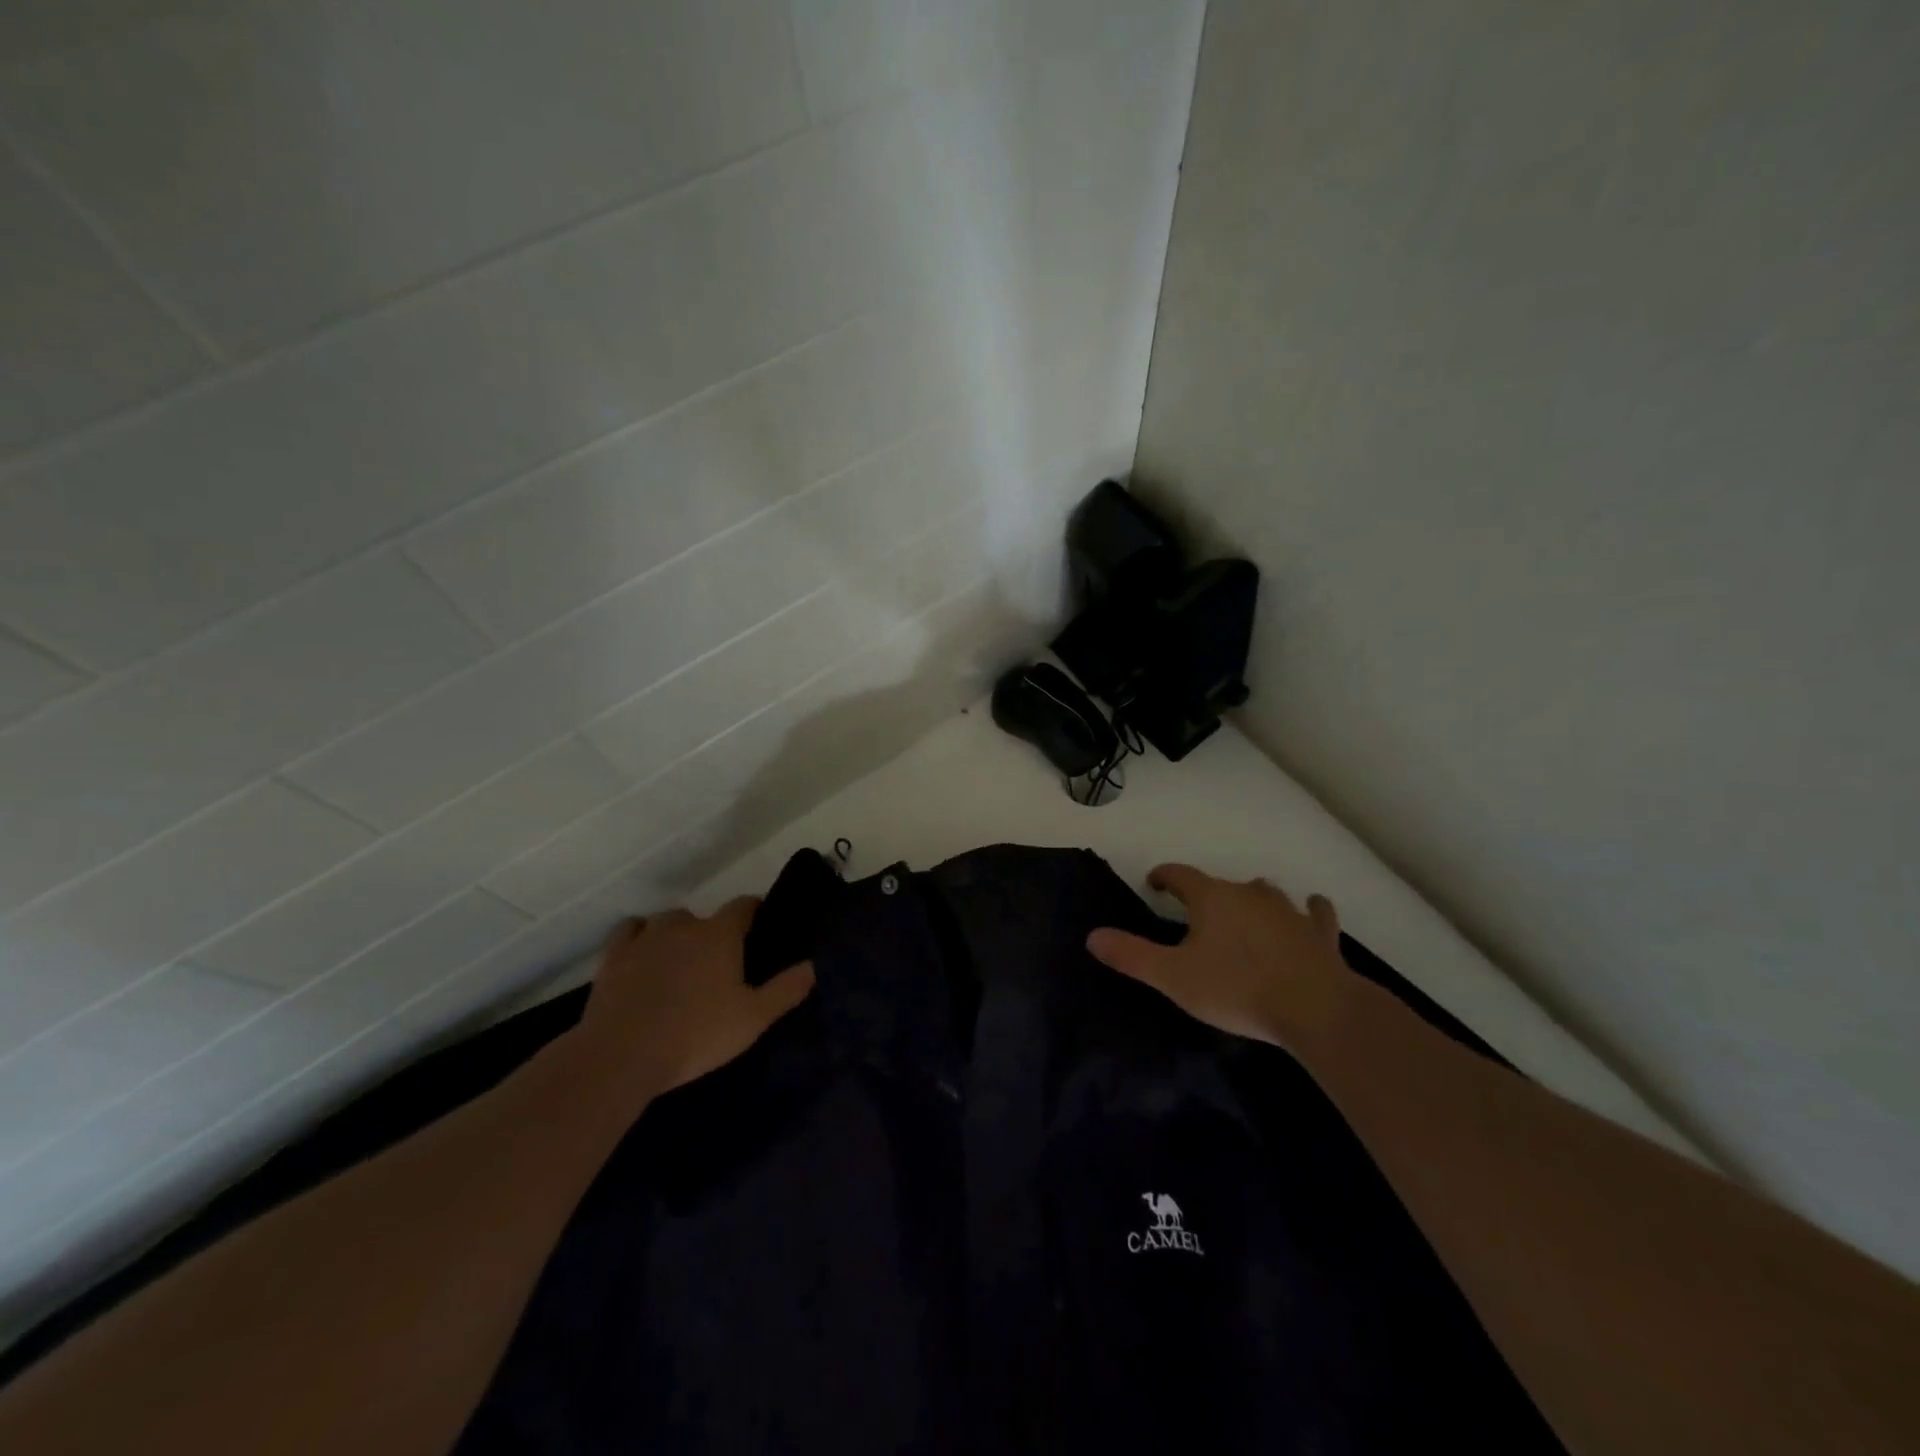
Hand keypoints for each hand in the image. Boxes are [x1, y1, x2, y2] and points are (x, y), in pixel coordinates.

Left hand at [569, 897, 814, 1112]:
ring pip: (667, 921)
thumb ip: (786, 990)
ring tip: (680, 961)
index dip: (755, 912)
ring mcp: (645, 937)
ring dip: (677, 934)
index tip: (760, 927)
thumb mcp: (753, 1018)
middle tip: (719, 963)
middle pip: (704, 916)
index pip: (744, 905)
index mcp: (720, 934)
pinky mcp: (613, 956)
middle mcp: (684, 925)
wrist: (621, 1055)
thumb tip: (814, 965)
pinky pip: (630, 931)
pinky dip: (639, 936)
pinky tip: (643, 953)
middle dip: (713, 932)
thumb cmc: (696, 1034)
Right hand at [1087, 864, 1352, 1051]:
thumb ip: (1131, 955)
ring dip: (1252, 899)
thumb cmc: (1236, 988)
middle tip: (1196, 916)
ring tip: (1245, 913)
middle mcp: (1250, 894)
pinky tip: (1309, 912)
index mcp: (1212, 899)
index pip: (1181, 875)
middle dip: (1207, 894)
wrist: (1315, 1009)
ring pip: (1266, 892)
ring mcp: (1289, 911)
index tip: (1155, 883)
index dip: (1164, 876)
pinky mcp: (1321, 934)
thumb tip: (1092, 936)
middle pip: (1222, 884)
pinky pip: (1315, 912)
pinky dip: (1309, 911)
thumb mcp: (1172, 977)